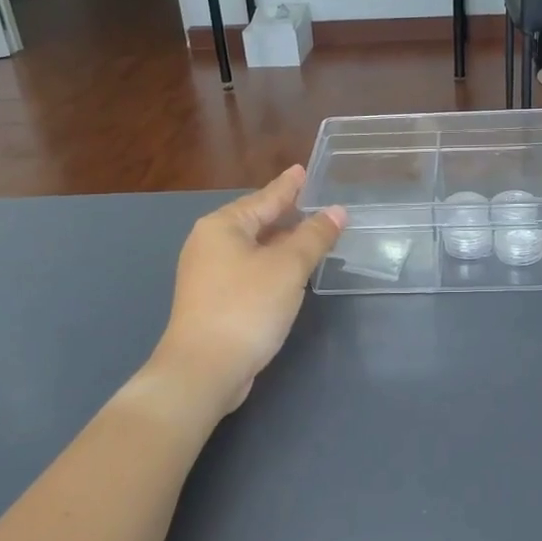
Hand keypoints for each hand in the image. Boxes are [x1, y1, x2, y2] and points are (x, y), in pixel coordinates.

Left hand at [150, 167, 344, 417]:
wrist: (204, 370)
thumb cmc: (246, 308)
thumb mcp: (288, 267)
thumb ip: (314, 237)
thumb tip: (337, 212)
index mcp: (223, 226)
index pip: (265, 198)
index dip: (288, 186)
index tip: (303, 170)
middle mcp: (210, 244)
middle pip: (256, 220)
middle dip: (286, 213)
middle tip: (315, 202)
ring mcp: (209, 274)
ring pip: (254, 247)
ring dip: (282, 241)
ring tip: (310, 233)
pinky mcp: (214, 300)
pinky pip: (250, 269)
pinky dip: (272, 264)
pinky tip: (290, 271)